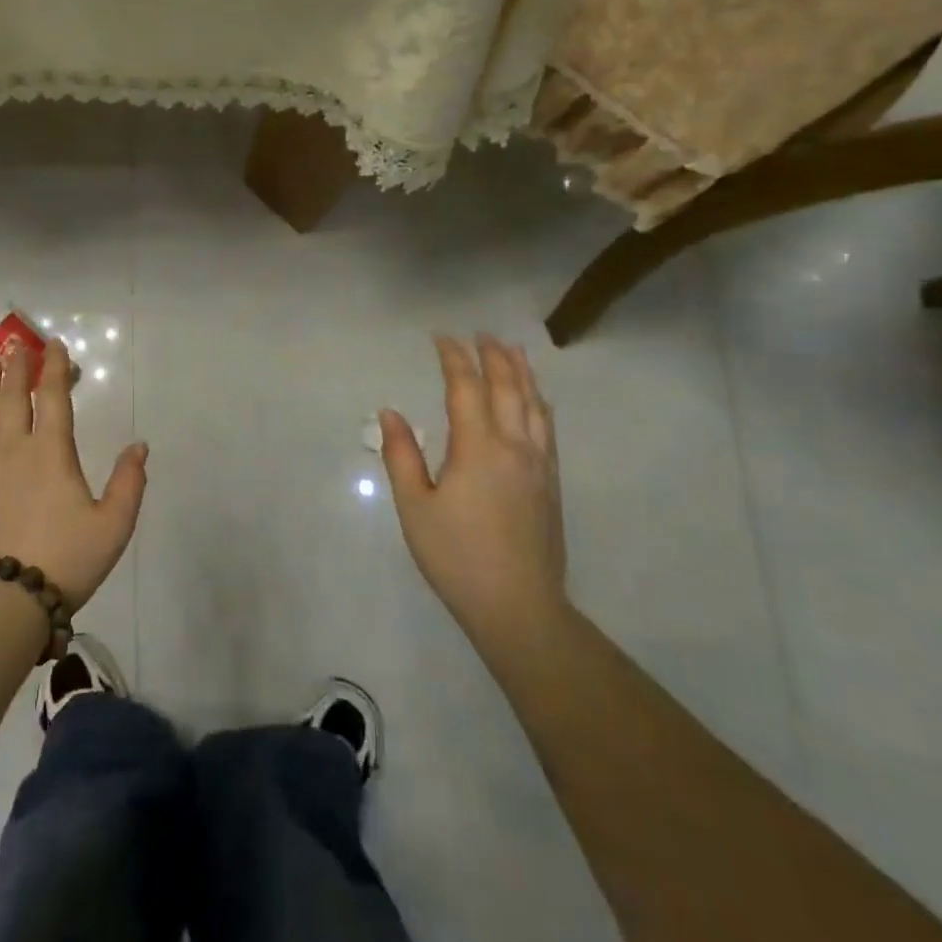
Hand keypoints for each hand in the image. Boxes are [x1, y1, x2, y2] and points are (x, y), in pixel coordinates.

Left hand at [0, 339, 147, 609]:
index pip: (54, 397)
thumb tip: (139, 445)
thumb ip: (129, 482)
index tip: (53, 344)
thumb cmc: (65, 561)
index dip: (54, 367)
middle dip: (17, 367)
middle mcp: (13, 449)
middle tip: (16, 344)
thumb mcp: (113, 526)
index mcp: (51, 452)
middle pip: (14, 397)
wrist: (2, 602)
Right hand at [380, 333, 566, 649]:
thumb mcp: (415, 507)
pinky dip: (539, 402)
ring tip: (513, 350)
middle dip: (493, 356)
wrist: (519, 607)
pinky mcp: (551, 482)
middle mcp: (514, 446)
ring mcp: (539, 464)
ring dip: (522, 372)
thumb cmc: (456, 556)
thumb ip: (401, 455)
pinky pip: (547, 427)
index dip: (453, 358)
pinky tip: (536, 400)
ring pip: (534, 404)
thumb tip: (390, 412)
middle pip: (508, 387)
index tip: (440, 337)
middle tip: (479, 334)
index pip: (466, 387)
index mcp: (477, 447)